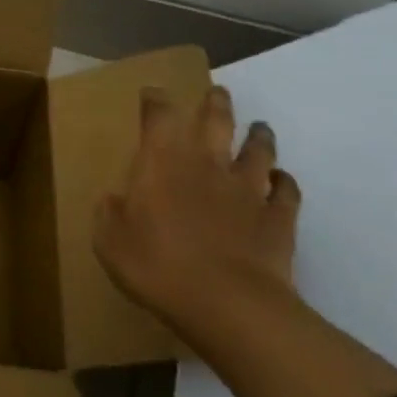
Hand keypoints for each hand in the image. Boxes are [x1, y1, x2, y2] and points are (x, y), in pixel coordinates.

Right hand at [93, 84, 301, 346]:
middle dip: (215, 103)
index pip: (159, 116)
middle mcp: (208, 164)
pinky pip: (286, 191)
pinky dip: (284, 182)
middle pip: (217, 120)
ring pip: (258, 150)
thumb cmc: (157, 265)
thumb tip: (113, 199)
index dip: (155, 100)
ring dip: (258, 136)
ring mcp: (248, 189)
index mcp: (163, 162)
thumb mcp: (110, 242)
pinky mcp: (279, 217)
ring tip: (259, 128)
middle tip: (217, 93)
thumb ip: (110, 215)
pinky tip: (281, 182)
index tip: (152, 93)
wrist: (228, 303)